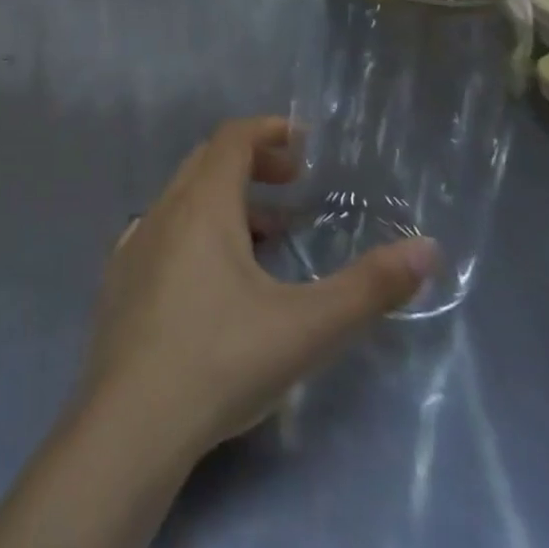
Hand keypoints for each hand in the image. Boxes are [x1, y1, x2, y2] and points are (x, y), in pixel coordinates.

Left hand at [79, 116, 435, 464]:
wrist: (133, 416)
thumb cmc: (223, 359)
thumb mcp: (308, 327)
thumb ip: (369, 287)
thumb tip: (427, 248)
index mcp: (202, 204)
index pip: (232, 138)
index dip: (268, 131)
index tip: (303, 144)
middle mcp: (163, 209)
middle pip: (207, 161)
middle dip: (252, 161)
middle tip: (293, 185)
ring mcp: (135, 241)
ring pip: (184, 198)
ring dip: (227, 200)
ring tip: (269, 236)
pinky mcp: (121, 275)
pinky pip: (164, 230)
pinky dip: (197, 230)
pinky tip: (216, 276)